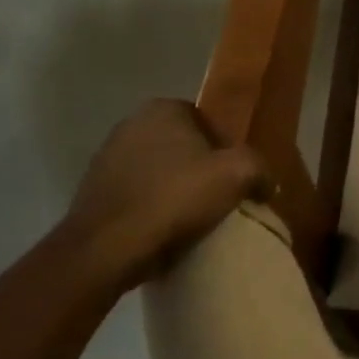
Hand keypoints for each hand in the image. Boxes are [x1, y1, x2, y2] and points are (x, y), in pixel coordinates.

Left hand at [60, 100, 267, 291]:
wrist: (106, 249)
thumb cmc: (176, 198)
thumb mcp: (238, 175)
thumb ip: (260, 169)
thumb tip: (267, 182)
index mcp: (163, 109)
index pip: (208, 123)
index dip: (226, 151)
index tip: (235, 179)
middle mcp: (130, 124)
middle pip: (182, 147)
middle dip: (200, 169)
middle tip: (218, 198)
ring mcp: (105, 159)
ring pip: (158, 172)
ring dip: (174, 190)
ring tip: (192, 220)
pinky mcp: (91, 193)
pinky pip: (136, 196)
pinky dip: (151, 209)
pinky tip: (163, 231)